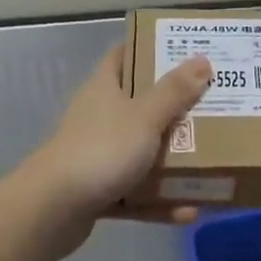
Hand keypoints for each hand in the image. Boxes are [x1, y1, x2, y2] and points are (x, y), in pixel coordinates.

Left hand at [21, 45, 211, 249]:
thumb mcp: (144, 116)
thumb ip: (174, 91)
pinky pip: (136, 192)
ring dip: (171, 158)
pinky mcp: (98, 190)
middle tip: (210, 103)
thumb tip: (202, 59)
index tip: (183, 50)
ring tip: (208, 160)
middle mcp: (99, 117)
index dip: (149, 48)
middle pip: (139, 104)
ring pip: (140, 150)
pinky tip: (188, 211)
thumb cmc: (101, 150)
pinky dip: (160, 200)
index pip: (123, 56)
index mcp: (104, 89)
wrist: (51, 211)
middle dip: (173, 106)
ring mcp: (97, 155)